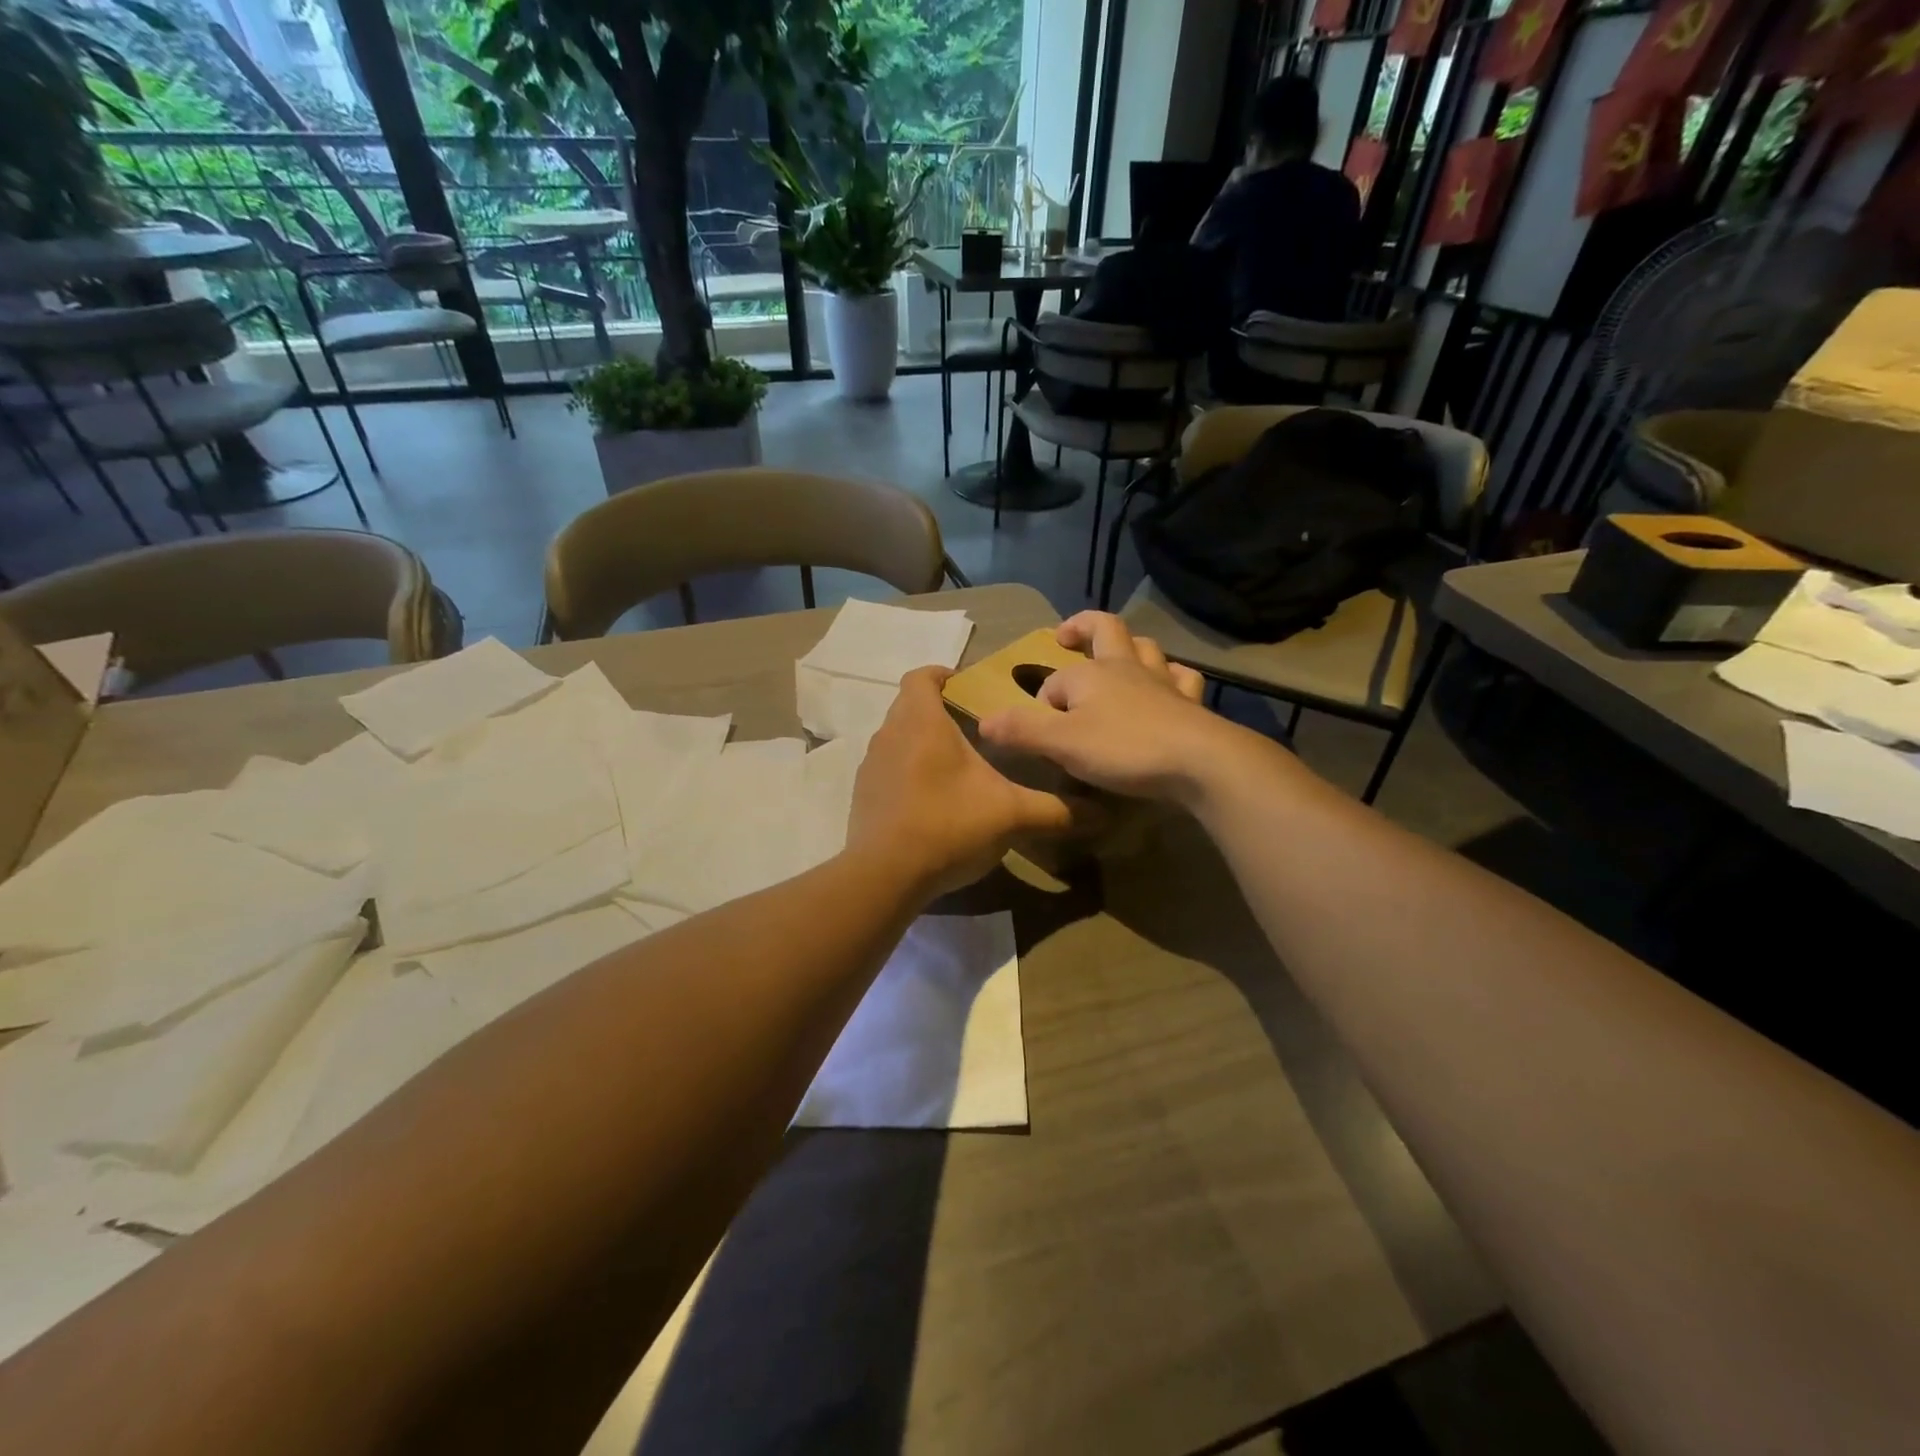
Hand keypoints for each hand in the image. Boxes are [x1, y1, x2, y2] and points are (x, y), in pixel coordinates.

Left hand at [847, 667, 1074, 898]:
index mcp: (922, 722)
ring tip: (954, 766)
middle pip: (909, 706)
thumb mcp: (1011, 815)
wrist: (885, 876)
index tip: (964, 685)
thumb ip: (1055, 811)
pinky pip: (886, 770)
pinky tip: (930, 801)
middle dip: (937, 710)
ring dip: (919, 743)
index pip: (922, 676)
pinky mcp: (862, 796)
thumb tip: (1102, 814)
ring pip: (896, 738)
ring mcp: (871, 766)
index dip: (942, 674)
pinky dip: (905, 773)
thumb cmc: (949, 825)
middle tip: (972, 729)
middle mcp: (890, 734)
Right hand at [978, 613, 1241, 803]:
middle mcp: (1125, 667)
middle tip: (1067, 635)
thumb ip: (1021, 730)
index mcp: (1090, 674)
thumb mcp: (1061, 743)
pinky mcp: (1190, 702)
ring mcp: (1162, 681)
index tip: (1039, 736)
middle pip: (1105, 630)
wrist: (1199, 762)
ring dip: (1130, 646)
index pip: (1054, 684)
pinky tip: (1168, 685)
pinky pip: (1181, 677)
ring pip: (1145, 647)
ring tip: (1118, 657)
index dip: (1042, 705)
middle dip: (1083, 627)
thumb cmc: (1124, 749)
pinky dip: (1171, 675)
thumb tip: (983, 721)